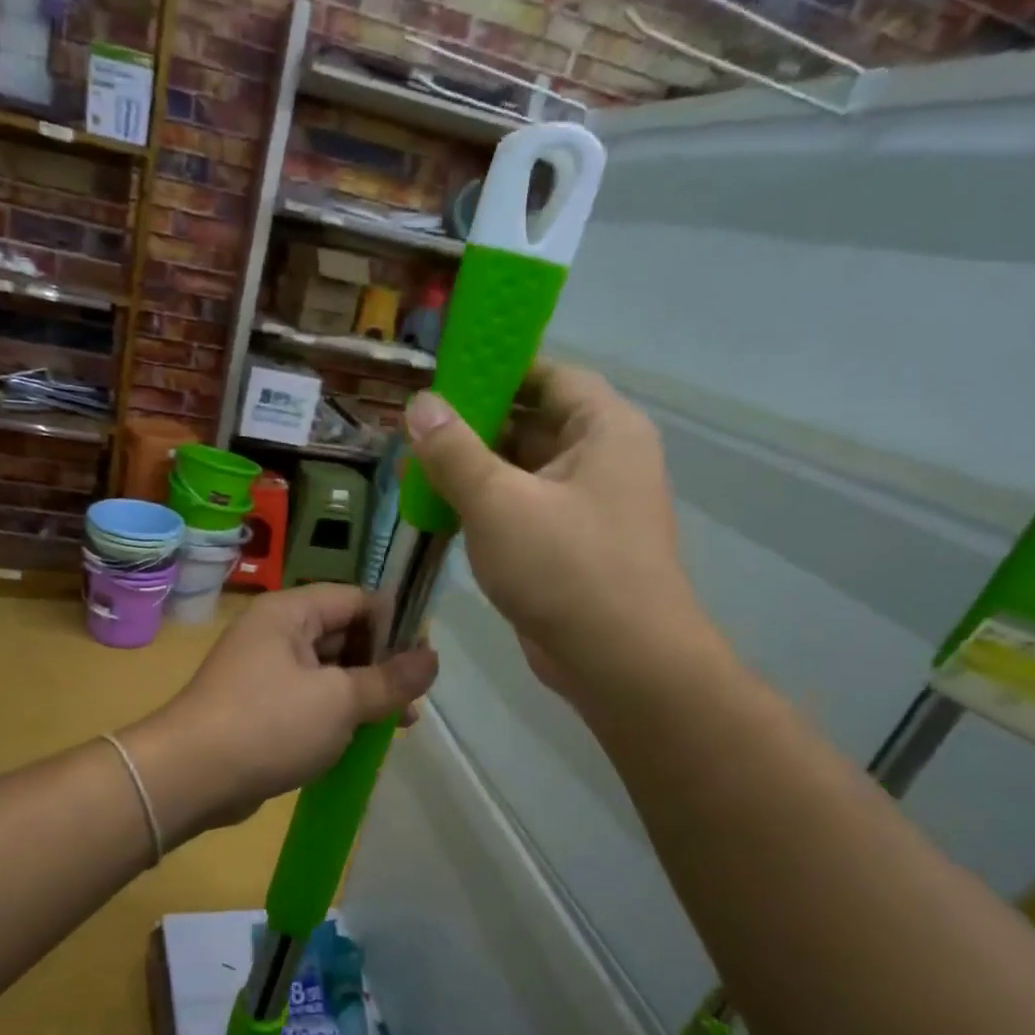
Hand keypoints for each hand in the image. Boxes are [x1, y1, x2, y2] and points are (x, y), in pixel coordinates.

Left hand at [125, 586, 437, 839]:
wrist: (189, 778)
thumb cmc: (268, 725)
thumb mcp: (340, 700)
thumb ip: (390, 679)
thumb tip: (432, 658)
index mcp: (290, 612)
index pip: (357, 600)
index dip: (395, 624)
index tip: (425, 660)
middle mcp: (275, 633)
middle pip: (344, 635)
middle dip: (382, 666)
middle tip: (415, 700)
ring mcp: (264, 671)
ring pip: (329, 672)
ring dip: (363, 694)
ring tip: (399, 724)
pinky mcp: (259, 707)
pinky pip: (309, 700)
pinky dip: (336, 714)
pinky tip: (361, 739)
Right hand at [404, 359, 715, 694]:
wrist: (619, 662)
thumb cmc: (565, 567)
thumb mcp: (498, 502)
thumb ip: (454, 450)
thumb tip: (419, 403)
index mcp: (604, 429)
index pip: (549, 376)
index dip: (497, 371)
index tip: (442, 379)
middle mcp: (602, 460)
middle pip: (532, 424)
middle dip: (472, 427)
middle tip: (414, 431)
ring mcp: (587, 507)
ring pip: (522, 472)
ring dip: (472, 471)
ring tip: (415, 471)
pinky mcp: (569, 547)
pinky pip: (522, 510)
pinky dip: (484, 508)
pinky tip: (440, 512)